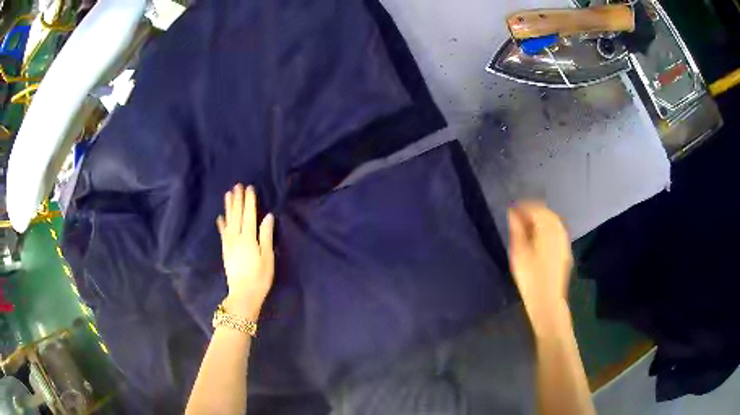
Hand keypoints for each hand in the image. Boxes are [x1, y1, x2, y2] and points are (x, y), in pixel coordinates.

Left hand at [217, 184, 274, 320]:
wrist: (243, 295)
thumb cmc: (260, 278)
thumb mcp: (267, 258)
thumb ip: (266, 236)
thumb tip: (268, 216)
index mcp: (249, 238)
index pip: (249, 215)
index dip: (249, 201)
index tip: (249, 188)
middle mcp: (236, 238)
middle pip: (237, 215)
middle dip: (237, 200)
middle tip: (237, 185)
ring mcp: (229, 244)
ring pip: (228, 221)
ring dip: (228, 207)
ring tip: (228, 195)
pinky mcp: (225, 251)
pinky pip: (222, 233)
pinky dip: (221, 224)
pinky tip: (220, 217)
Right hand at [508, 202, 572, 331]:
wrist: (547, 301)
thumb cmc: (530, 278)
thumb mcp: (518, 253)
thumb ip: (516, 230)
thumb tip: (513, 213)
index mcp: (548, 229)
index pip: (536, 208)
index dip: (522, 207)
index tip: (510, 211)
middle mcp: (559, 231)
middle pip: (546, 212)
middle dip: (532, 211)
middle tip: (517, 219)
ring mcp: (564, 240)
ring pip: (553, 221)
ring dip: (540, 220)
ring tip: (526, 228)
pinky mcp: (565, 250)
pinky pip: (557, 231)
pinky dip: (547, 229)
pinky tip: (538, 239)